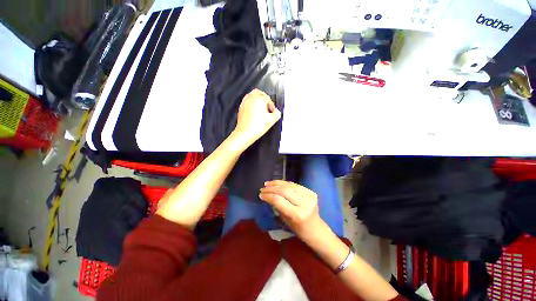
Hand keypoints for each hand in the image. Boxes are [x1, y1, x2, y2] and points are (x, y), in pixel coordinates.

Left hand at [232, 89, 280, 148]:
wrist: (245, 133)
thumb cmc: (257, 126)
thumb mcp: (272, 120)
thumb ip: (277, 113)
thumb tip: (276, 111)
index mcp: (259, 99)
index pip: (268, 98)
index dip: (271, 105)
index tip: (272, 112)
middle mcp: (251, 98)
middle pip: (259, 92)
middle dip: (264, 99)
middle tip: (267, 107)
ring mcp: (244, 102)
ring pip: (252, 96)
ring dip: (257, 100)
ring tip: (261, 110)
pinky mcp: (241, 107)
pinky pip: (247, 101)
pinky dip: (251, 104)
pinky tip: (254, 112)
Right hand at [260, 180, 323, 238]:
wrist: (316, 230)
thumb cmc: (299, 230)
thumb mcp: (285, 220)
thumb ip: (277, 206)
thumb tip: (268, 195)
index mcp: (297, 214)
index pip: (279, 200)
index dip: (268, 196)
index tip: (261, 194)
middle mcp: (304, 203)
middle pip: (284, 191)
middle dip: (272, 188)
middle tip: (263, 188)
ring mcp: (309, 196)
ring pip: (290, 185)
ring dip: (277, 183)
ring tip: (268, 183)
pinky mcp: (311, 192)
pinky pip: (295, 185)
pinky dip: (285, 183)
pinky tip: (278, 183)